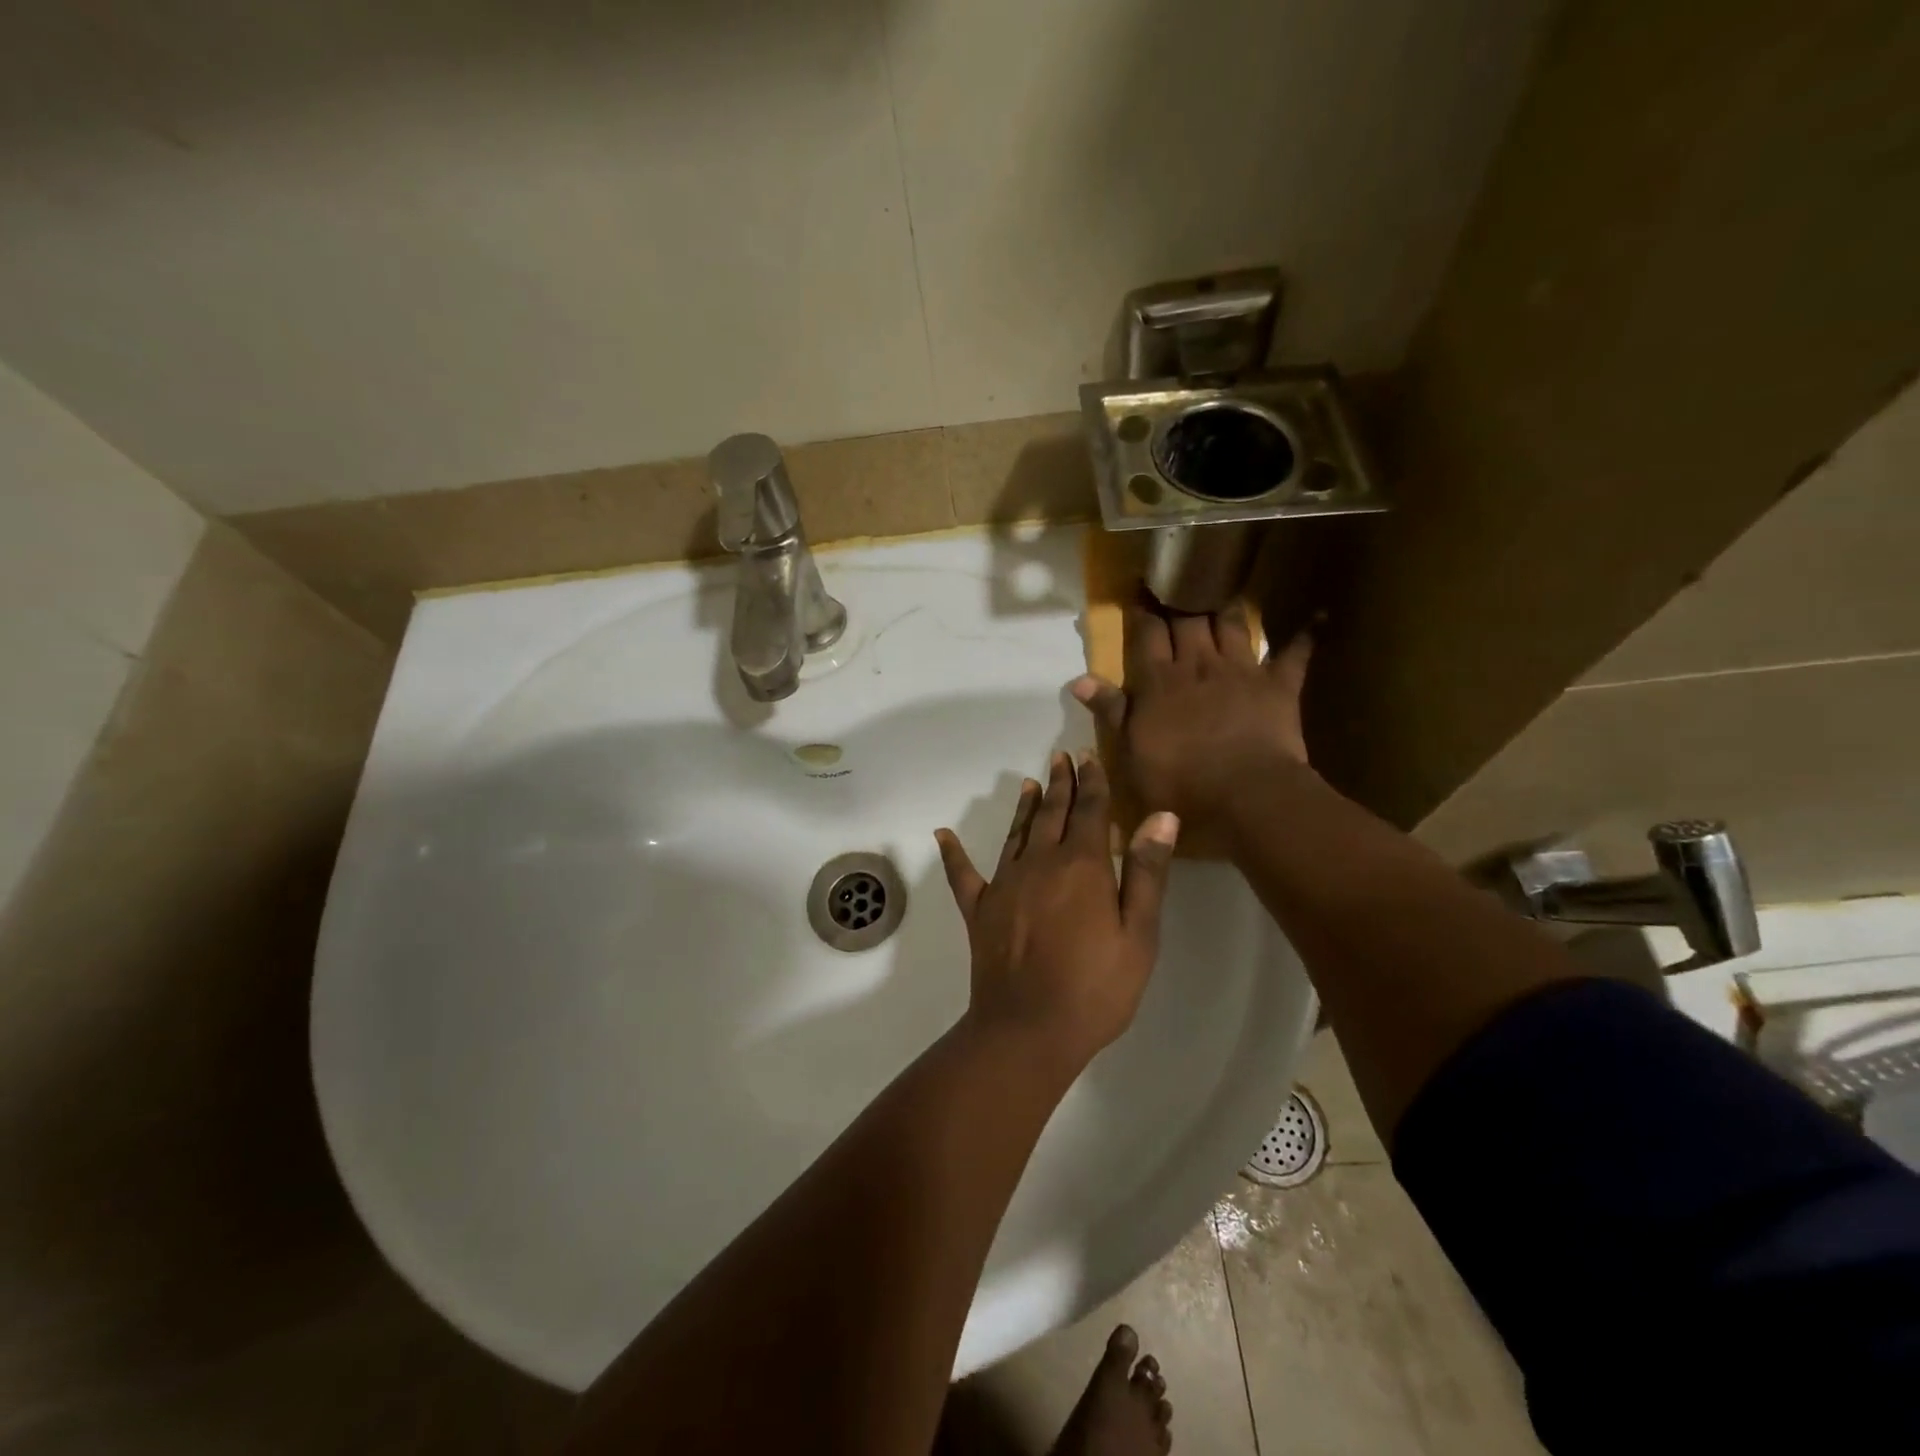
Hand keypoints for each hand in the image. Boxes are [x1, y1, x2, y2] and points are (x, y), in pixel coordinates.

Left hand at [935, 752, 1178, 1072]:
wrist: (1029, 1029)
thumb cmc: (1096, 987)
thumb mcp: (1138, 934)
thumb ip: (1146, 872)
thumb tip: (1159, 815)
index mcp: (1082, 866)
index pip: (1090, 811)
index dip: (1092, 782)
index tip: (1089, 756)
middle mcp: (1040, 863)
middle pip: (1052, 813)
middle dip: (1060, 783)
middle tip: (1061, 757)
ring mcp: (1004, 884)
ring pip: (1016, 833)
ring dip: (1024, 806)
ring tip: (1029, 783)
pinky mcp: (979, 910)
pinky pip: (962, 874)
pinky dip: (953, 853)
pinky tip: (943, 834)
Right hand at [1070, 603, 1313, 843]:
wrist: (1246, 795)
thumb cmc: (1179, 781)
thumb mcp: (1131, 752)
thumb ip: (1111, 711)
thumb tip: (1078, 679)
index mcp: (1159, 682)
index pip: (1147, 636)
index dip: (1143, 612)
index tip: (1140, 590)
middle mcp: (1198, 665)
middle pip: (1188, 622)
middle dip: (1180, 599)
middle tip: (1179, 579)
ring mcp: (1241, 671)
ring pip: (1232, 626)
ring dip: (1227, 607)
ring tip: (1224, 588)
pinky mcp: (1278, 686)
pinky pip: (1294, 655)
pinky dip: (1305, 635)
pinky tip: (1317, 616)